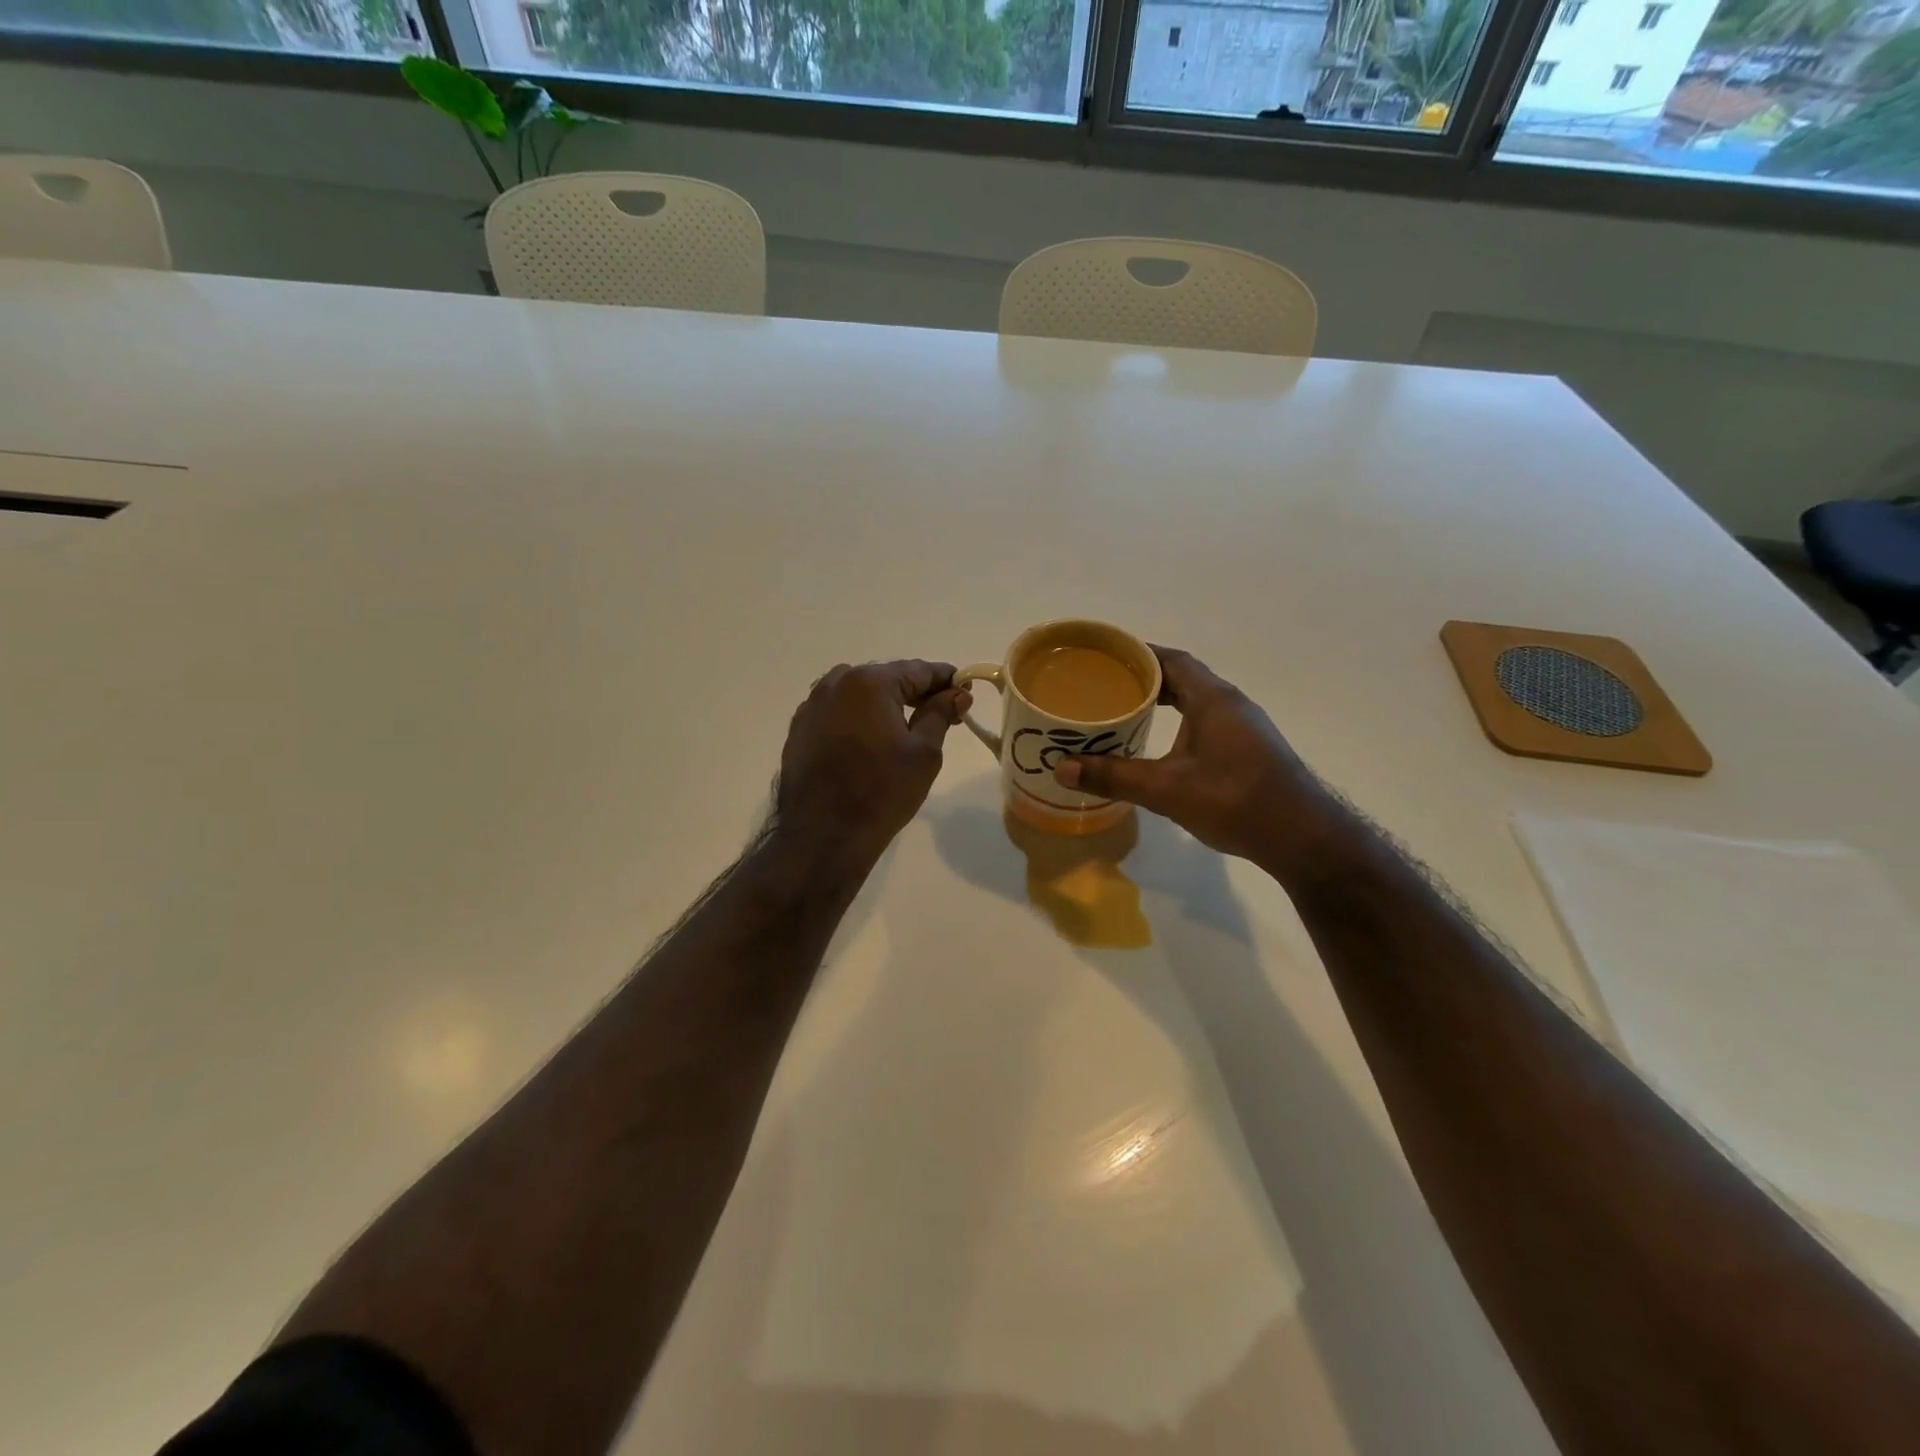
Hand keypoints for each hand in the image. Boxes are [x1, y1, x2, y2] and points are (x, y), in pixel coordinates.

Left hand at [774, 660, 971, 865]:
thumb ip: (941, 714)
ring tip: (907, 728)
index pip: (918, 670)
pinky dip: (859, 718)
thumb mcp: (924, 752)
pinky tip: (871, 740)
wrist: (823, 835)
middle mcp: (836, 683)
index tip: (966, 690)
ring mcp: (812, 705)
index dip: (946, 679)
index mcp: (869, 682)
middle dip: (916, 692)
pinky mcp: (800, 729)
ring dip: (885, 703)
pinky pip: (838, 712)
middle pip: (887, 678)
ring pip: (859, 693)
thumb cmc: (882, 791)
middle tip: (944, 713)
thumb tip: (957, 693)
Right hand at [1054, 646, 1333, 869]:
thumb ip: (1115, 776)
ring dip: (1164, 701)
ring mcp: (1244, 726)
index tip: (1104, 657)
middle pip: (1183, 677)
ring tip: (1126, 711)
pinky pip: (1206, 721)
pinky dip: (1179, 721)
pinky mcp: (1248, 749)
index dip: (1138, 654)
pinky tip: (1162, 744)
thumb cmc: (1235, 801)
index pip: (1172, 659)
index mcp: (1213, 699)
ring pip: (1196, 701)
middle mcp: (1230, 703)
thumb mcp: (1167, 789)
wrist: (1302, 837)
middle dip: (1144, 678)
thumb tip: (1062, 768)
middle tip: (1105, 686)